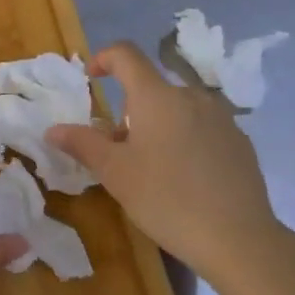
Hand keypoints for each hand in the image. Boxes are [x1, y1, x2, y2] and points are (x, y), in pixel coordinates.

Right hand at [47, 42, 284, 283]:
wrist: (239, 239)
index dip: (104, 58)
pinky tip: (186, 180)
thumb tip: (53, 129)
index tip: (92, 78)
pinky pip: (202, 128)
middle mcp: (191, 96)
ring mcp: (221, 118)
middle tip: (119, 152)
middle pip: (151, 89)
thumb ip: (83, 144)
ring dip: (158, 127)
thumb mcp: (115, 173)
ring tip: (153, 170)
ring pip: (177, 110)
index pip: (126, 55)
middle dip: (129, 111)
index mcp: (157, 96)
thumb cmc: (167, 199)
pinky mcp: (240, 142)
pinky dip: (185, 141)